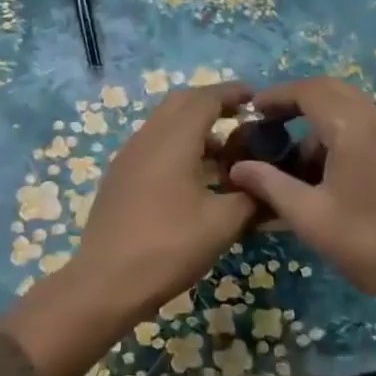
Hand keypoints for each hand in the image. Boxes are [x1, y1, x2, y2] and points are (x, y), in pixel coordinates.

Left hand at [1, 82, 256, 375]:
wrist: (106, 282)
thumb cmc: (169, 247)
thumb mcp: (222, 224)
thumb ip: (251, 197)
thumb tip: (269, 185)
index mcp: (173, 140)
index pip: (204, 99)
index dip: (231, 93)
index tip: (256, 97)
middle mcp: (147, 138)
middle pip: (180, 104)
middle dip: (211, 104)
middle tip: (240, 118)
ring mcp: (128, 157)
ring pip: (164, 125)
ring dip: (194, 128)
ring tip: (224, 153)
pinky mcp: (119, 177)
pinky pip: (153, 145)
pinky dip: (177, 146)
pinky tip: (194, 176)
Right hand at [227, 76, 375, 304]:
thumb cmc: (371, 244)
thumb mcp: (310, 217)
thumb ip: (270, 185)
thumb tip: (237, 168)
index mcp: (355, 127)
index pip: (308, 90)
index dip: (275, 96)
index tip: (250, 111)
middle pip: (330, 90)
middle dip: (295, 103)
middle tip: (266, 126)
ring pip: (349, 109)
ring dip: (317, 124)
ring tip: (293, 163)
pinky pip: (365, 126)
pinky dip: (339, 135)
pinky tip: (325, 174)